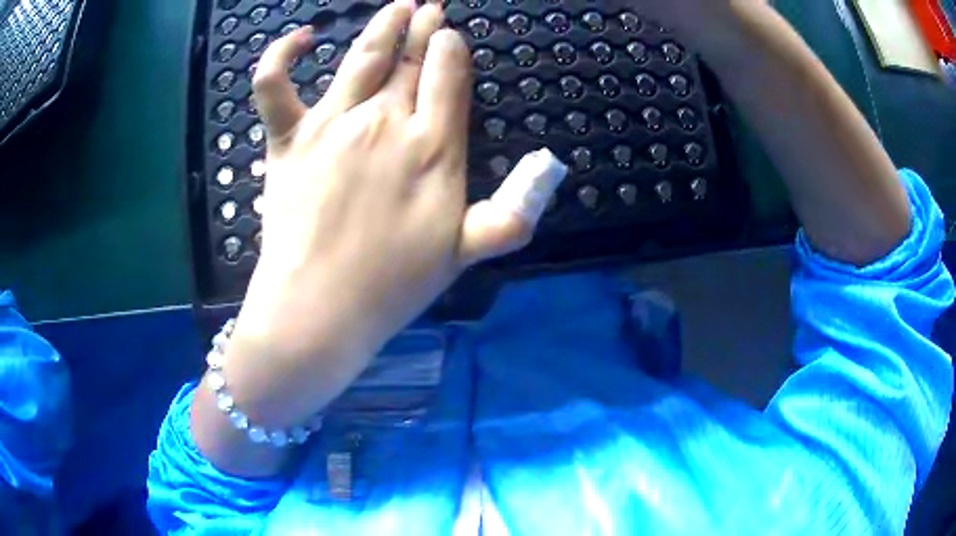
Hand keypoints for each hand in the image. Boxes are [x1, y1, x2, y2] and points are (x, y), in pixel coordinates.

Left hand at [229, 1, 565, 402]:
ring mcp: (332, 124)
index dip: (450, 52)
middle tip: (431, 7)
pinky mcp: (287, 139)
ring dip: (383, 25)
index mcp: (432, 147)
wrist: (318, 308)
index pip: (447, 78)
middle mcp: (385, 121)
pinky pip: (275, 84)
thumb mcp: (462, 255)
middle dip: (423, 29)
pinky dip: (283, 55)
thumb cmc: (391, 286)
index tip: (450, 36)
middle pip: (409, 60)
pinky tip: (304, 37)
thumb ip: (507, 216)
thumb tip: (547, 179)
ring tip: (398, 6)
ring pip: (361, 57)